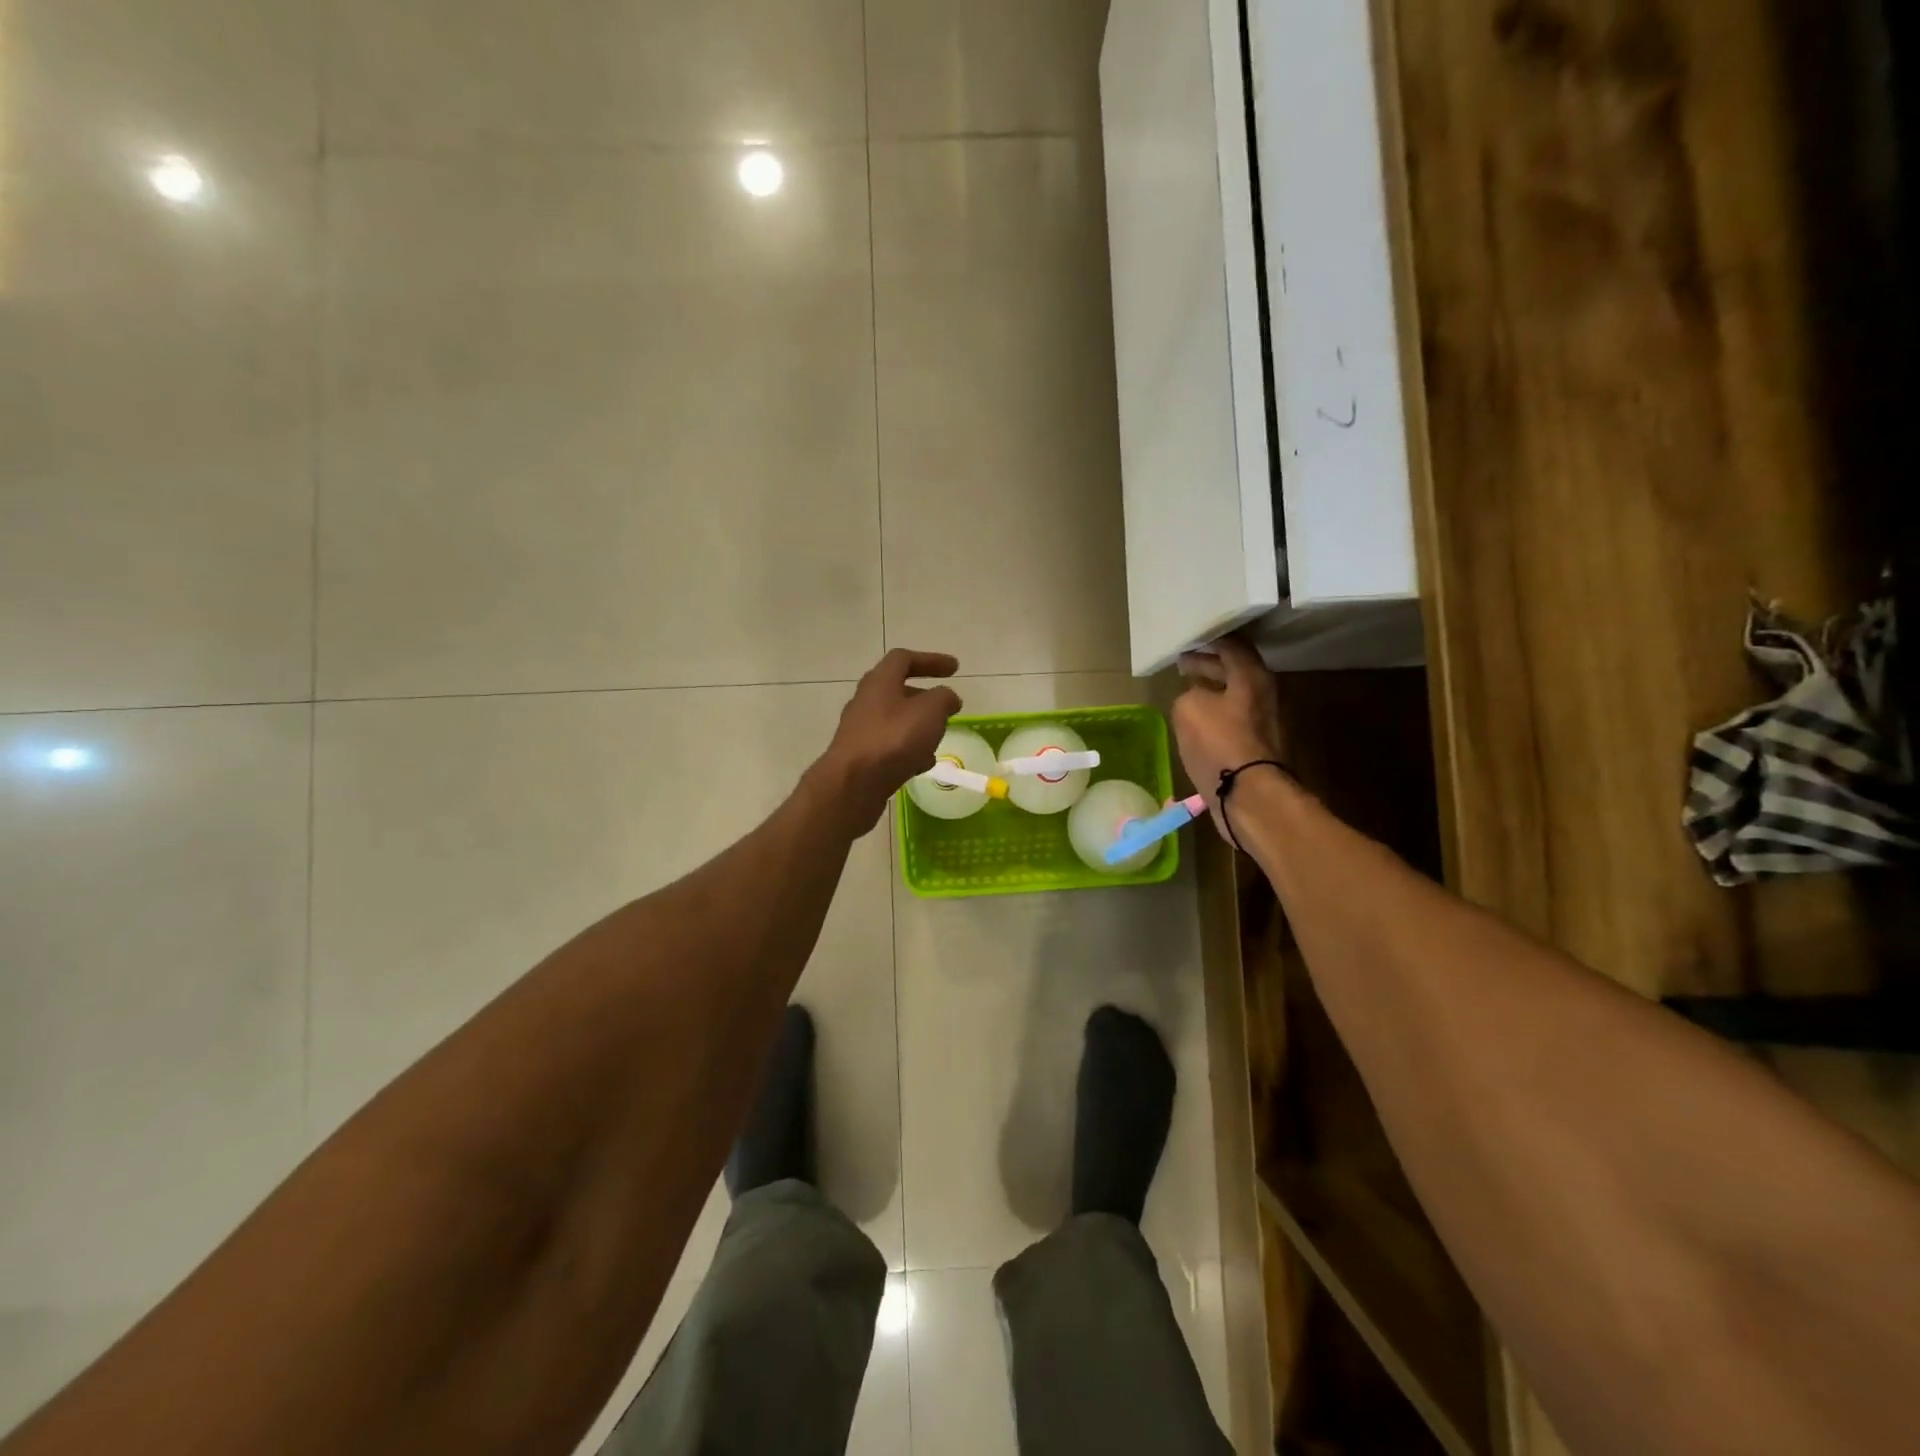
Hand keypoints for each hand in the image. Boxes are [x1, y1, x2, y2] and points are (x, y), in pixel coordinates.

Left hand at [814, 649, 962, 835]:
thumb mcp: (930, 711)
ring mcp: (860, 730)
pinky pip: (888, 746)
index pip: (904, 659)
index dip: (931, 660)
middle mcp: (865, 701)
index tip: (955, 668)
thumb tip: (947, 698)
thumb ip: (943, 698)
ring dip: (917, 726)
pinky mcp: (860, 757)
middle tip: (946, 707)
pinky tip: (921, 765)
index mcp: (879, 682)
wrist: (852, 785)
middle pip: (897, 690)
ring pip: (894, 721)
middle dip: (925, 698)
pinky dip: (908, 750)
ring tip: (937, 739)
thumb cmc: (893, 739)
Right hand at [1172, 633, 1284, 840]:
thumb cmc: (1220, 743)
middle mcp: (1265, 695)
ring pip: (1235, 697)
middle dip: (1209, 665)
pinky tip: (1196, 724)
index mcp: (1252, 677)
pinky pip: (1233, 721)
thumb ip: (1188, 694)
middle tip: (1184, 663)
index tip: (1189, 640)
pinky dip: (1215, 716)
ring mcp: (1264, 723)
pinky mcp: (1257, 749)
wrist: (1249, 795)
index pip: (1232, 646)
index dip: (1209, 640)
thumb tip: (1195, 700)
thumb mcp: (1188, 708)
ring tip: (1187, 692)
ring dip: (1212, 692)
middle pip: (1236, 671)